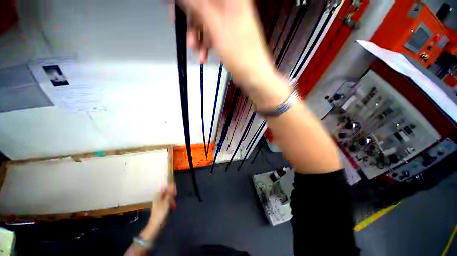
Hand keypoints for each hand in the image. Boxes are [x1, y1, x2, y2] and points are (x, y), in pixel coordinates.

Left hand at [139, 184, 176, 241]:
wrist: (156, 224)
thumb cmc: (161, 212)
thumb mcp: (167, 202)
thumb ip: (170, 193)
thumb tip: (172, 185)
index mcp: (158, 196)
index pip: (165, 188)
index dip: (171, 187)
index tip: (175, 189)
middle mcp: (159, 198)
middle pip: (167, 193)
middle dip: (172, 194)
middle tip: (176, 196)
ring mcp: (160, 203)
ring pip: (168, 198)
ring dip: (172, 200)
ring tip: (175, 204)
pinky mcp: (162, 207)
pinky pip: (168, 202)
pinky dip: (171, 203)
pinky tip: (174, 206)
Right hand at [180, 0, 277, 89]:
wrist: (253, 75)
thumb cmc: (241, 53)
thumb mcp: (218, 27)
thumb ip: (200, 7)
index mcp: (232, 1)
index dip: (190, 4)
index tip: (179, 10)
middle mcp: (231, 10)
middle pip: (204, 8)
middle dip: (193, 23)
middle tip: (186, 34)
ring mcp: (230, 26)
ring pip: (207, 25)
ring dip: (198, 38)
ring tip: (196, 50)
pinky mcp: (228, 39)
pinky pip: (212, 38)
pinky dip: (206, 47)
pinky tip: (204, 57)